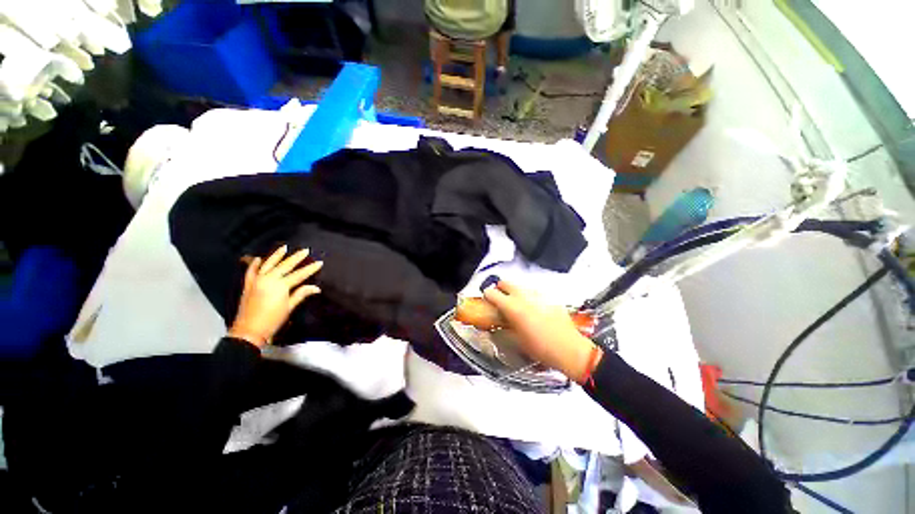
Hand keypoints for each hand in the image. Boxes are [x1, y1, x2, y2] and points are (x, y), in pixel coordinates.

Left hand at [228, 245, 322, 347]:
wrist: (249, 331)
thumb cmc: (273, 320)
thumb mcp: (289, 307)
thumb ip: (301, 294)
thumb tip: (316, 288)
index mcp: (281, 286)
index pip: (299, 274)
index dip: (310, 269)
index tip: (319, 262)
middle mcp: (269, 280)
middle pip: (285, 266)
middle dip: (296, 258)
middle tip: (305, 250)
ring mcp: (257, 281)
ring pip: (268, 264)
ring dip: (277, 255)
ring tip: (284, 247)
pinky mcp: (248, 285)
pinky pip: (251, 271)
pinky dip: (255, 264)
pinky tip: (260, 258)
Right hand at [483, 281, 600, 382]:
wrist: (569, 349)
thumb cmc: (540, 348)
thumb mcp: (516, 340)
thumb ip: (505, 326)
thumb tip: (498, 322)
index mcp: (512, 307)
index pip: (492, 293)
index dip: (487, 296)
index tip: (487, 301)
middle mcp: (523, 296)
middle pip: (505, 282)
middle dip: (500, 289)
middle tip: (501, 300)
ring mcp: (537, 294)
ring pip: (520, 286)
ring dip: (514, 292)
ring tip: (518, 305)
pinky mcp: (548, 296)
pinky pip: (533, 291)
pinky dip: (528, 296)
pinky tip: (533, 308)